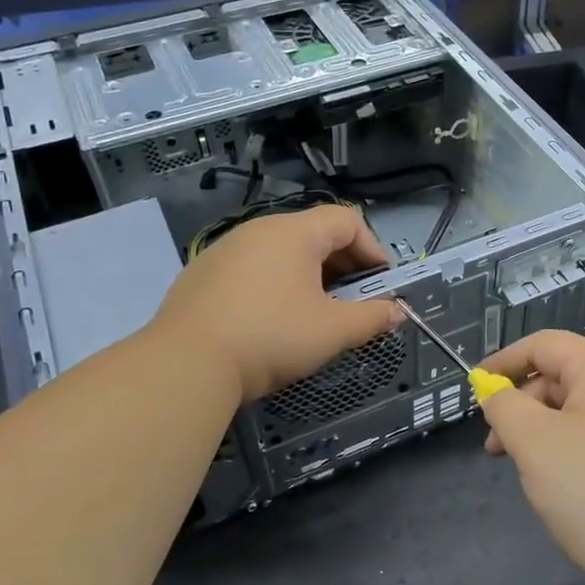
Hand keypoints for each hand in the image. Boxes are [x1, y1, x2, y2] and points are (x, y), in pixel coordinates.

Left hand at [151, 204, 405, 403]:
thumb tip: (398, 311)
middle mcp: (259, 229)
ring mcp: (225, 249)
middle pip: (314, 233)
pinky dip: (274, 283)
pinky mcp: (202, 273)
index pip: (347, 220)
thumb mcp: (333, 331)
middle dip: (344, 264)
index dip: (373, 249)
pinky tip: (271, 319)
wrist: (186, 363)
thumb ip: (372, 318)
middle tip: (354, 300)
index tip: (382, 284)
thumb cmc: (271, 337)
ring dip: (309, 275)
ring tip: (315, 311)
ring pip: (281, 251)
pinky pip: (252, 268)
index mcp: (294, 232)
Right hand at [478, 330, 584, 581]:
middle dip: (521, 404)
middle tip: (495, 445)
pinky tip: (560, 490)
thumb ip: (505, 407)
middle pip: (563, 379)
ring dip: (542, 433)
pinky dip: (568, 455)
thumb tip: (496, 393)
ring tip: (525, 471)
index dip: (506, 359)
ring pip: (579, 416)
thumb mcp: (534, 442)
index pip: (548, 344)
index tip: (476, 387)